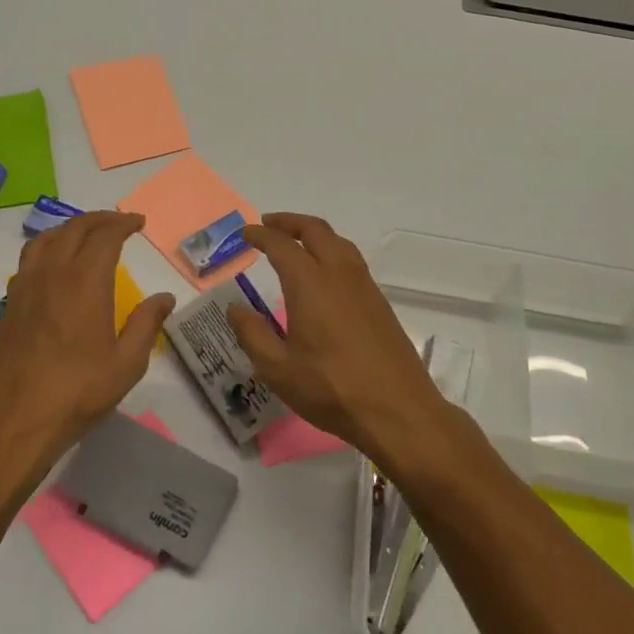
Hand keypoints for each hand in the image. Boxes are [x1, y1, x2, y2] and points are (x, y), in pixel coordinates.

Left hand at [0, 211, 173, 475]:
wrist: (15, 421)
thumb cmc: (77, 393)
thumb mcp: (127, 364)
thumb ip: (146, 324)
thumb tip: (164, 297)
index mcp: (85, 282)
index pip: (105, 236)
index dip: (123, 223)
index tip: (138, 222)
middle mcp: (52, 273)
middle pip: (74, 229)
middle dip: (99, 220)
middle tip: (119, 223)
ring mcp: (25, 287)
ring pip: (45, 239)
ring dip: (69, 228)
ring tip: (86, 235)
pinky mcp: (9, 304)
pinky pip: (29, 259)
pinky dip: (48, 247)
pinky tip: (56, 266)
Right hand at [224, 213, 448, 460]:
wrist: (398, 410)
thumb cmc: (332, 389)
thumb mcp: (278, 369)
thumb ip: (252, 334)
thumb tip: (235, 309)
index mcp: (310, 284)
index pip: (282, 245)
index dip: (261, 235)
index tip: (246, 234)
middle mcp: (339, 275)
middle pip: (315, 230)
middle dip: (289, 222)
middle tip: (268, 225)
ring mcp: (364, 287)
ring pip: (338, 242)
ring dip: (314, 233)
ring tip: (295, 242)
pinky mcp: (379, 303)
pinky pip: (352, 260)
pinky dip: (331, 251)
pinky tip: (324, 273)